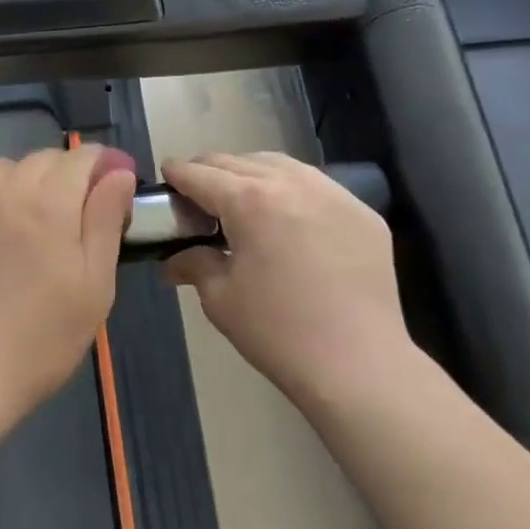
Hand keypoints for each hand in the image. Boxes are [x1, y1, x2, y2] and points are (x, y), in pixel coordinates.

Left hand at [0, 145, 137, 413]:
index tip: (105, 193)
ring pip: (2, 168)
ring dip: (18, 184)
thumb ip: (106, 220)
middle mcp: (5, 186)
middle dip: (61, 179)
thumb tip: (118, 172)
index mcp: (50, 202)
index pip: (81, 157)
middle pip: (42, 160)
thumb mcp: (94, 285)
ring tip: (19, 226)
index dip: (99, 169)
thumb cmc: (41, 337)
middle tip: (64, 223)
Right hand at [163, 152, 404, 405]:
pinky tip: (289, 217)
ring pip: (280, 164)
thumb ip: (194, 264)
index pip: (201, 174)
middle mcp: (290, 182)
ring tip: (242, 196)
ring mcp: (332, 193)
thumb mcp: (221, 298)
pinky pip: (317, 186)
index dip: (177, 172)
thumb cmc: (278, 332)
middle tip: (198, 191)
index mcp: (249, 200)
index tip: (167, 175)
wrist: (360, 366)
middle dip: (212, 171)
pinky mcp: (362, 212)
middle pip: (238, 162)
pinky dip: (292, 190)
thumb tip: (174, 260)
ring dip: (252, 173)